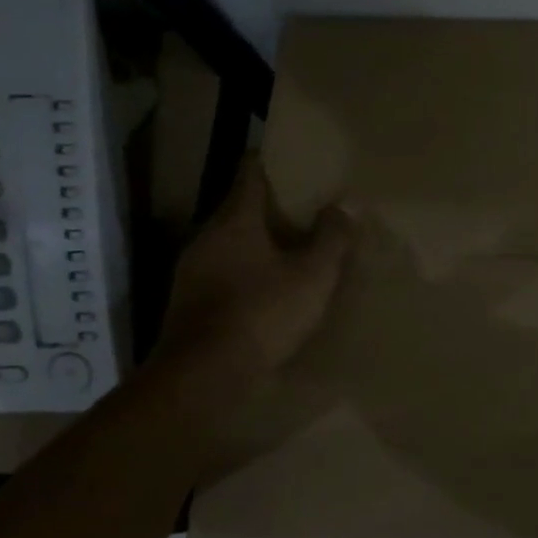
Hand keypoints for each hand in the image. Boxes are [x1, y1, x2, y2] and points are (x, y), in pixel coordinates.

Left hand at [153, 152, 353, 383]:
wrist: (202, 379)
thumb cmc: (261, 314)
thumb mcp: (312, 275)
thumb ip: (332, 236)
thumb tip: (346, 203)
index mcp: (234, 220)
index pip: (250, 172)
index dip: (274, 160)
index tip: (299, 158)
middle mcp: (207, 238)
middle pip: (242, 208)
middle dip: (275, 206)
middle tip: (312, 207)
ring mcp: (192, 272)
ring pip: (233, 242)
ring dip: (262, 242)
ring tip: (298, 248)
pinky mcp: (190, 304)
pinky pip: (226, 272)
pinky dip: (250, 271)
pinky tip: (273, 289)